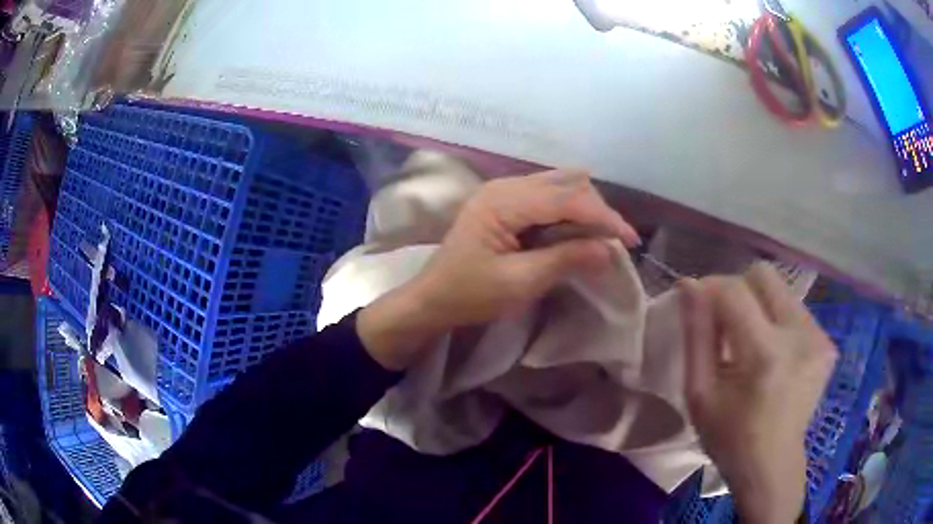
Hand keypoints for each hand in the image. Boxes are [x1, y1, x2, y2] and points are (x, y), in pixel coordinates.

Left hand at [358, 169, 638, 369]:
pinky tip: (578, 232)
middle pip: (566, 184)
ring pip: (560, 186)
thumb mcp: (519, 283)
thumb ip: (564, 261)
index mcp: (502, 202)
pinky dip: (569, 212)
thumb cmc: (469, 294)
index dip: (602, 216)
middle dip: (596, 210)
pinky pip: (548, 197)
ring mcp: (504, 191)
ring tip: (601, 238)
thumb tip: (608, 250)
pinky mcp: (507, 202)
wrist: (433, 298)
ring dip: (585, 209)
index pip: (565, 198)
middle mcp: (504, 186)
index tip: (629, 240)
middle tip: (615, 243)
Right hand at [679, 264, 837, 523]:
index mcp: (765, 355)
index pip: (734, 291)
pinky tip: (773, 354)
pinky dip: (778, 321)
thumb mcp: (700, 394)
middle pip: (764, 275)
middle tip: (727, 324)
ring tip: (751, 343)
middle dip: (738, 290)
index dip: (710, 288)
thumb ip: (696, 335)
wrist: (772, 466)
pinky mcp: (828, 343)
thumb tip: (688, 285)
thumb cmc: (730, 438)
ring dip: (759, 306)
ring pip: (781, 290)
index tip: (698, 305)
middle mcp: (800, 336)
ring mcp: (819, 338)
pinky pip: (796, 310)